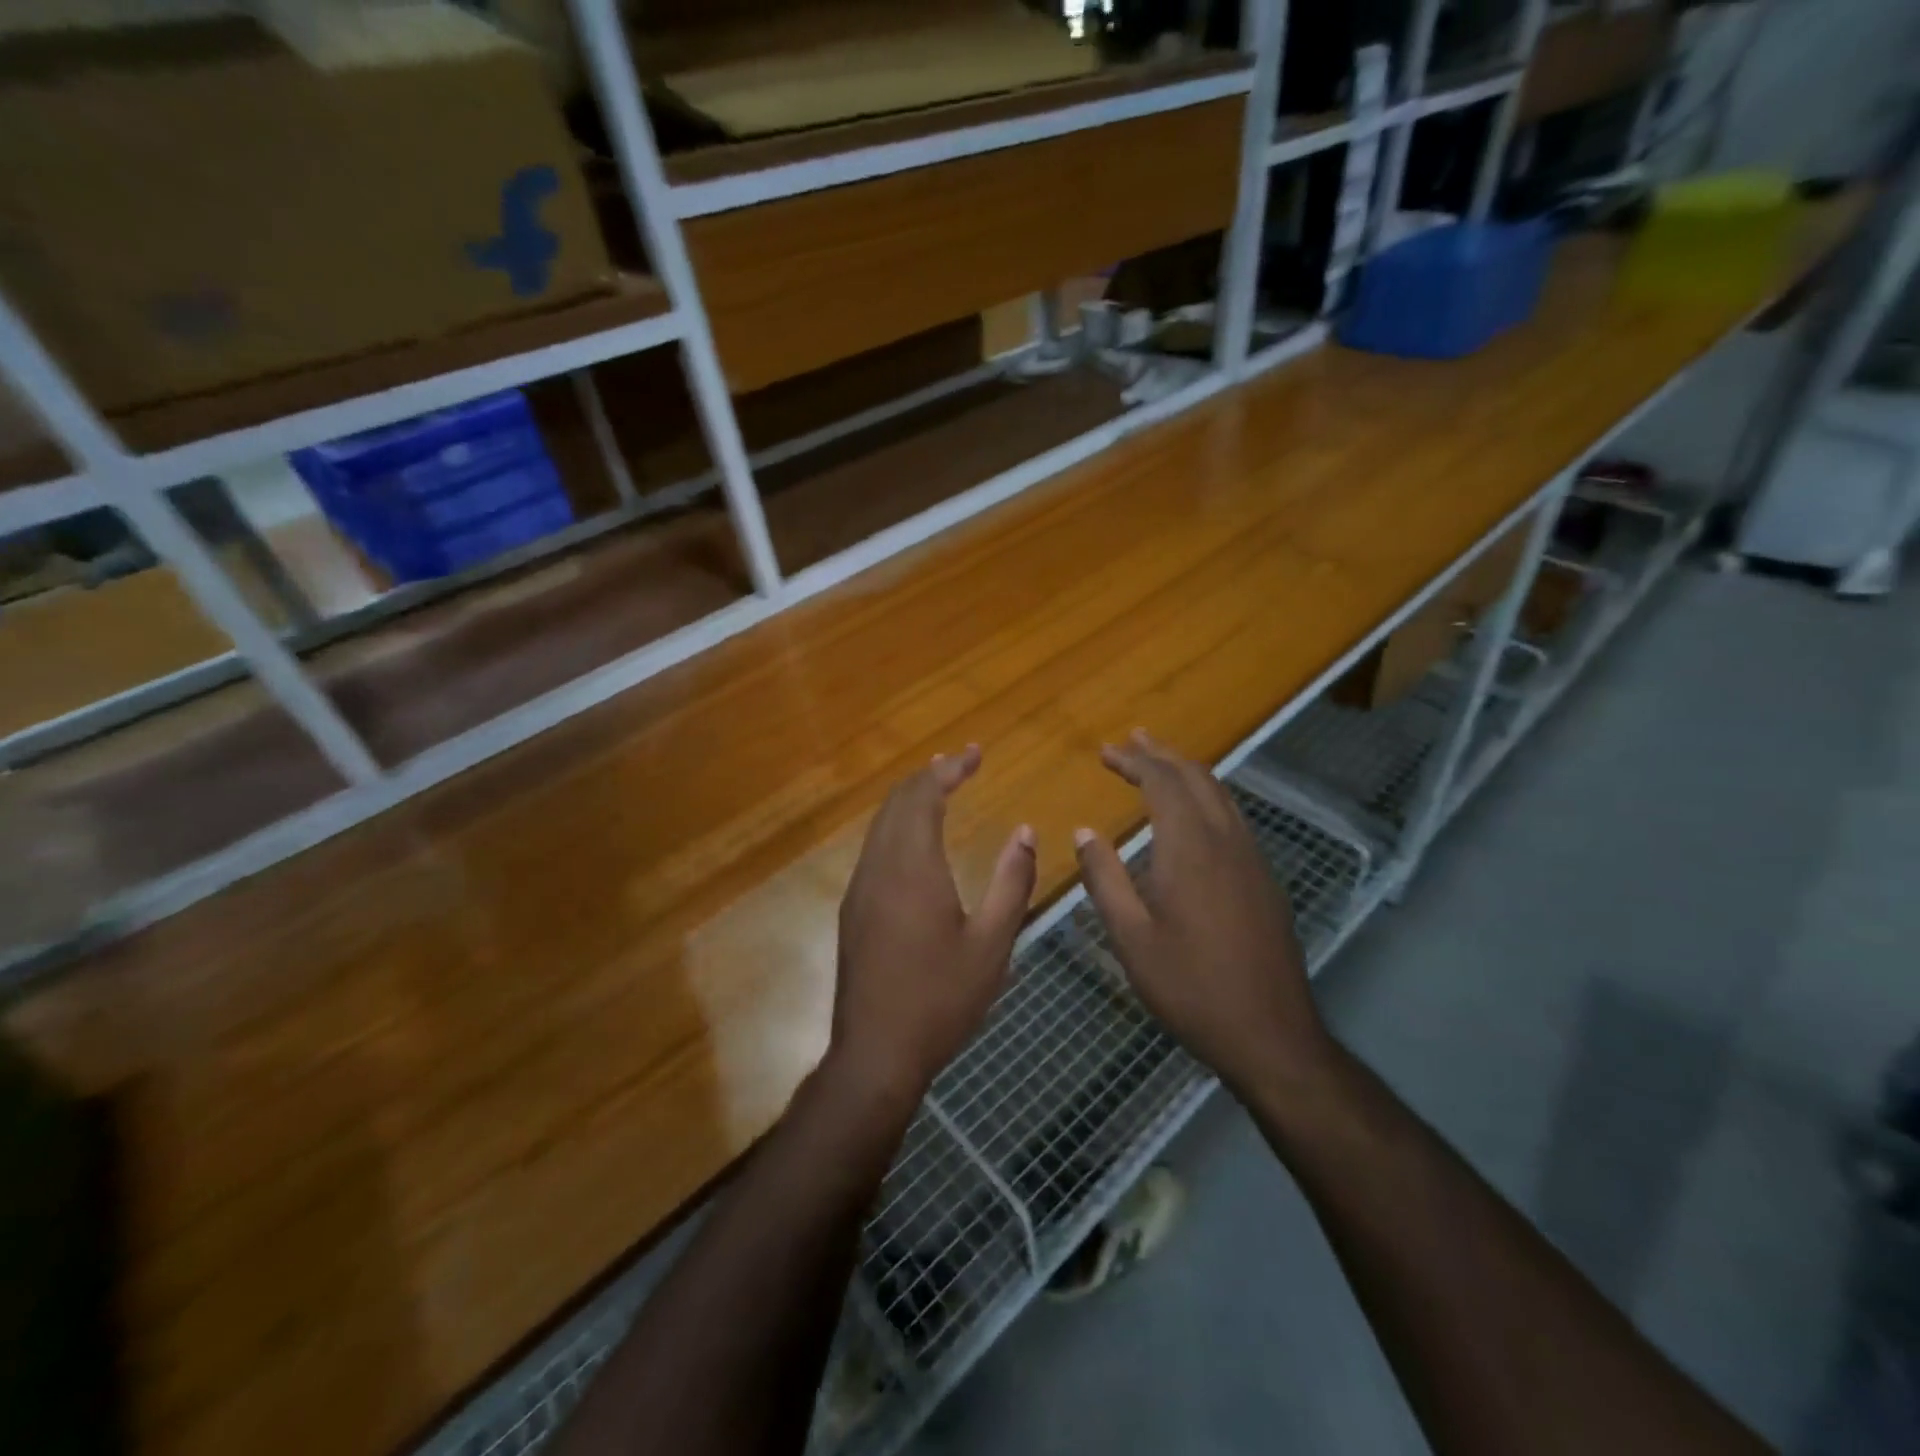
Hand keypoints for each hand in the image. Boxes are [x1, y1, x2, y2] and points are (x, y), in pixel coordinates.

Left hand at [829, 745, 1036, 1109]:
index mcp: (913, 868)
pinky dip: (897, 824)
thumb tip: (1025, 833)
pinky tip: (916, 838)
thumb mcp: (992, 944)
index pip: (924, 796)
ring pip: (881, 823)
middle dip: (929, 775)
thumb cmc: (941, 999)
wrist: (876, 1052)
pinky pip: (874, 846)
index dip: (950, 769)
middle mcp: (879, 866)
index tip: (976, 754)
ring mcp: (860, 887)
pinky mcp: (853, 908)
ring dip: (910, 798)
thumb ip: (1012, 882)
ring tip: (940, 786)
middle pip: (897, 801)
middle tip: (961, 763)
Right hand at [1074, 731, 1334, 1099]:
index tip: (1106, 751)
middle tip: (1132, 740)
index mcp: (1190, 848)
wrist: (1270, 1033)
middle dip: (1161, 754)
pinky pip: (1232, 817)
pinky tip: (1193, 813)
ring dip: (1187, 771)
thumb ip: (1104, 878)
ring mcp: (1251, 858)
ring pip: (1220, 794)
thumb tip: (1085, 831)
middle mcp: (1226, 840)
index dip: (1133, 761)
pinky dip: (1206, 796)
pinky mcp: (1263, 879)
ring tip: (1159, 761)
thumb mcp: (1131, 937)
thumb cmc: (1190, 986)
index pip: (1162, 782)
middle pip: (1196, 777)